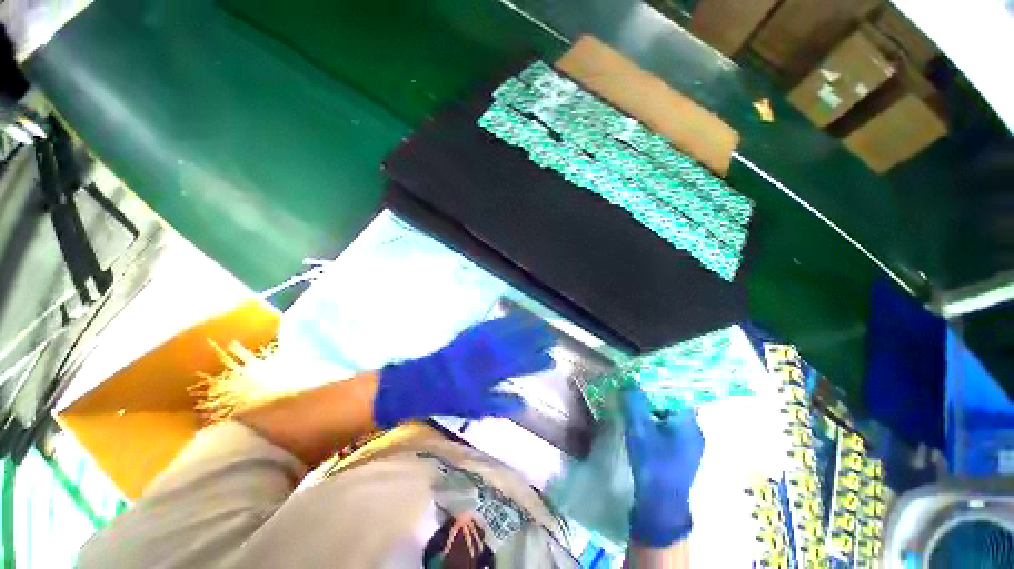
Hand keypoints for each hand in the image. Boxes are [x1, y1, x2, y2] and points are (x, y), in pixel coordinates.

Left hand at [373, 313, 555, 427]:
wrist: (426, 380)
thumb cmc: (452, 397)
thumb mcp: (476, 408)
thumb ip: (501, 404)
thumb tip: (524, 404)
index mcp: (492, 372)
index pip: (522, 364)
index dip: (539, 361)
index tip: (553, 359)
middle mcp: (489, 352)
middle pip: (519, 342)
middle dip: (537, 338)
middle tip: (553, 336)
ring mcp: (481, 339)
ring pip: (509, 328)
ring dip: (526, 325)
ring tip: (540, 323)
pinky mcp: (473, 331)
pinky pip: (495, 322)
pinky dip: (509, 319)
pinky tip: (516, 317)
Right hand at [621, 387, 704, 546]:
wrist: (660, 506)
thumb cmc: (653, 464)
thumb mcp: (639, 429)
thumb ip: (634, 402)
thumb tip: (628, 381)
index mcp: (689, 423)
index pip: (678, 393)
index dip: (660, 381)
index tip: (643, 373)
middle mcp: (694, 432)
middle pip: (673, 404)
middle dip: (653, 393)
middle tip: (634, 385)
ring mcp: (689, 445)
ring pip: (669, 417)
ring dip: (652, 407)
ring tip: (634, 400)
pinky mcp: (680, 455)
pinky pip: (667, 429)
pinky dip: (654, 420)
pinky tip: (640, 421)